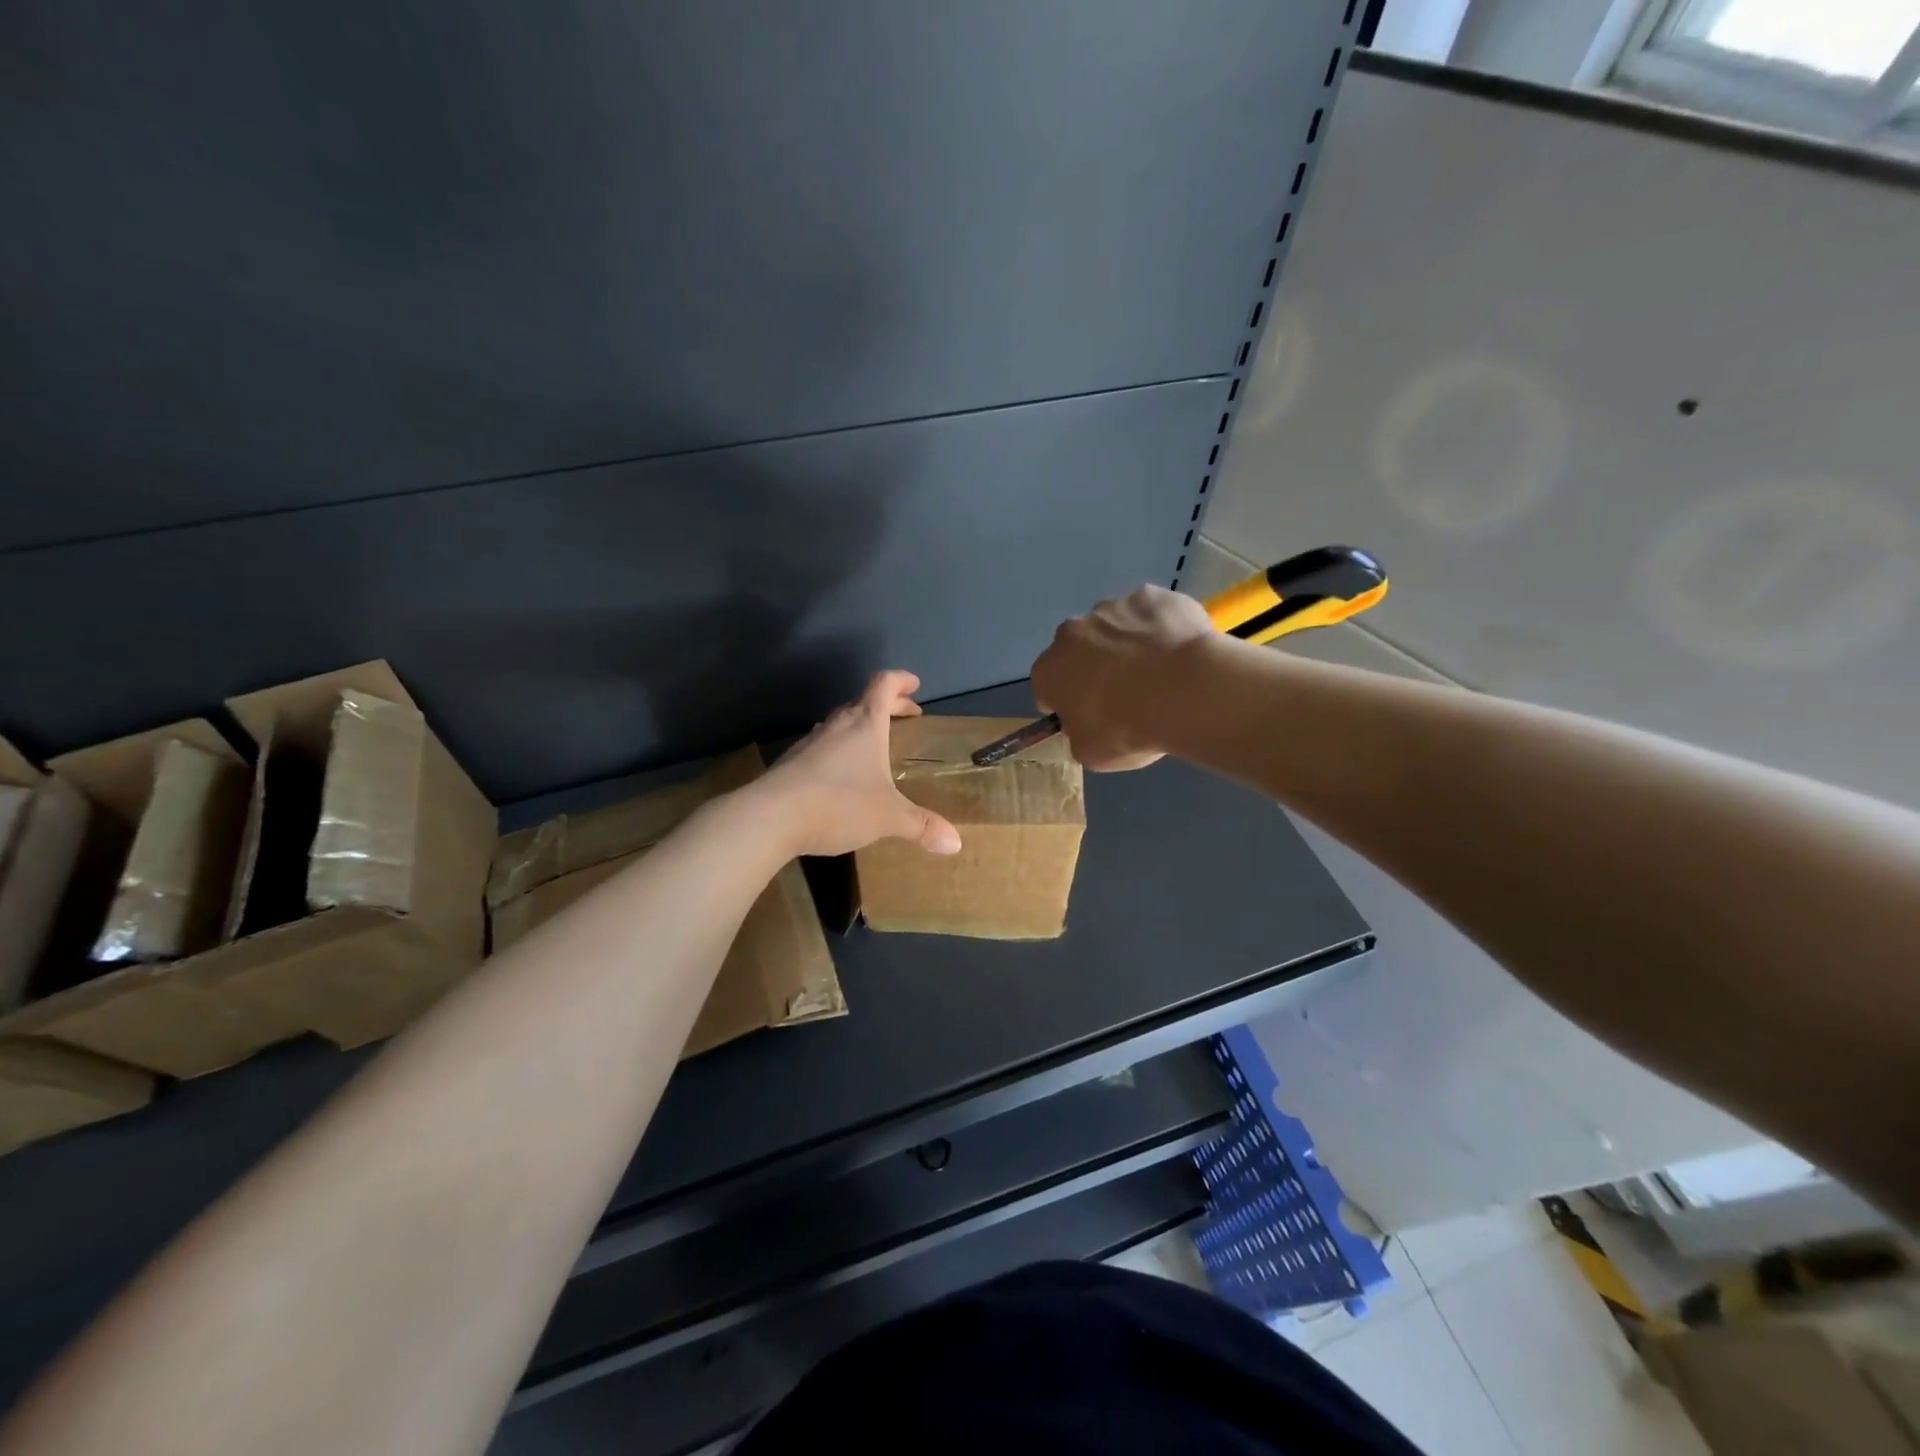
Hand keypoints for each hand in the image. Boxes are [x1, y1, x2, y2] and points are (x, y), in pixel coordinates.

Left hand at [752, 670, 963, 858]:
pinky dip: (839, 748)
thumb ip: (921, 826)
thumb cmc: (838, 804)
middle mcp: (837, 726)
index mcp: (865, 725)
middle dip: (887, 705)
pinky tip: (841, 773)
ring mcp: (810, 743)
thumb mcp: (888, 817)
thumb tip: (956, 843)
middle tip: (904, 713)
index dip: (900, 681)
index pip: (883, 685)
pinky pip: (822, 746)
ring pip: (839, 722)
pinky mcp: (792, 763)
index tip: (914, 685)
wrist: (770, 817)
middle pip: (862, 701)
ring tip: (873, 742)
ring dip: (860, 725)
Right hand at [1031, 585, 1215, 770]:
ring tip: (1158, 671)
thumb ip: (1078, 733)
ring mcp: (1112, 607)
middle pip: (1078, 650)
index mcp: (1049, 670)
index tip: (1089, 715)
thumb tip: (1083, 722)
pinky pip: (1149, 614)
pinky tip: (1177, 650)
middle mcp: (1071, 631)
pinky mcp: (1150, 595)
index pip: (1047, 687)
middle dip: (1094, 667)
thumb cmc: (1130, 728)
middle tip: (1126, 694)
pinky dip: (1158, 627)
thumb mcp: (1091, 753)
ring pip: (1113, 627)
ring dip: (1126, 644)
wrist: (1186, 691)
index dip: (1067, 703)